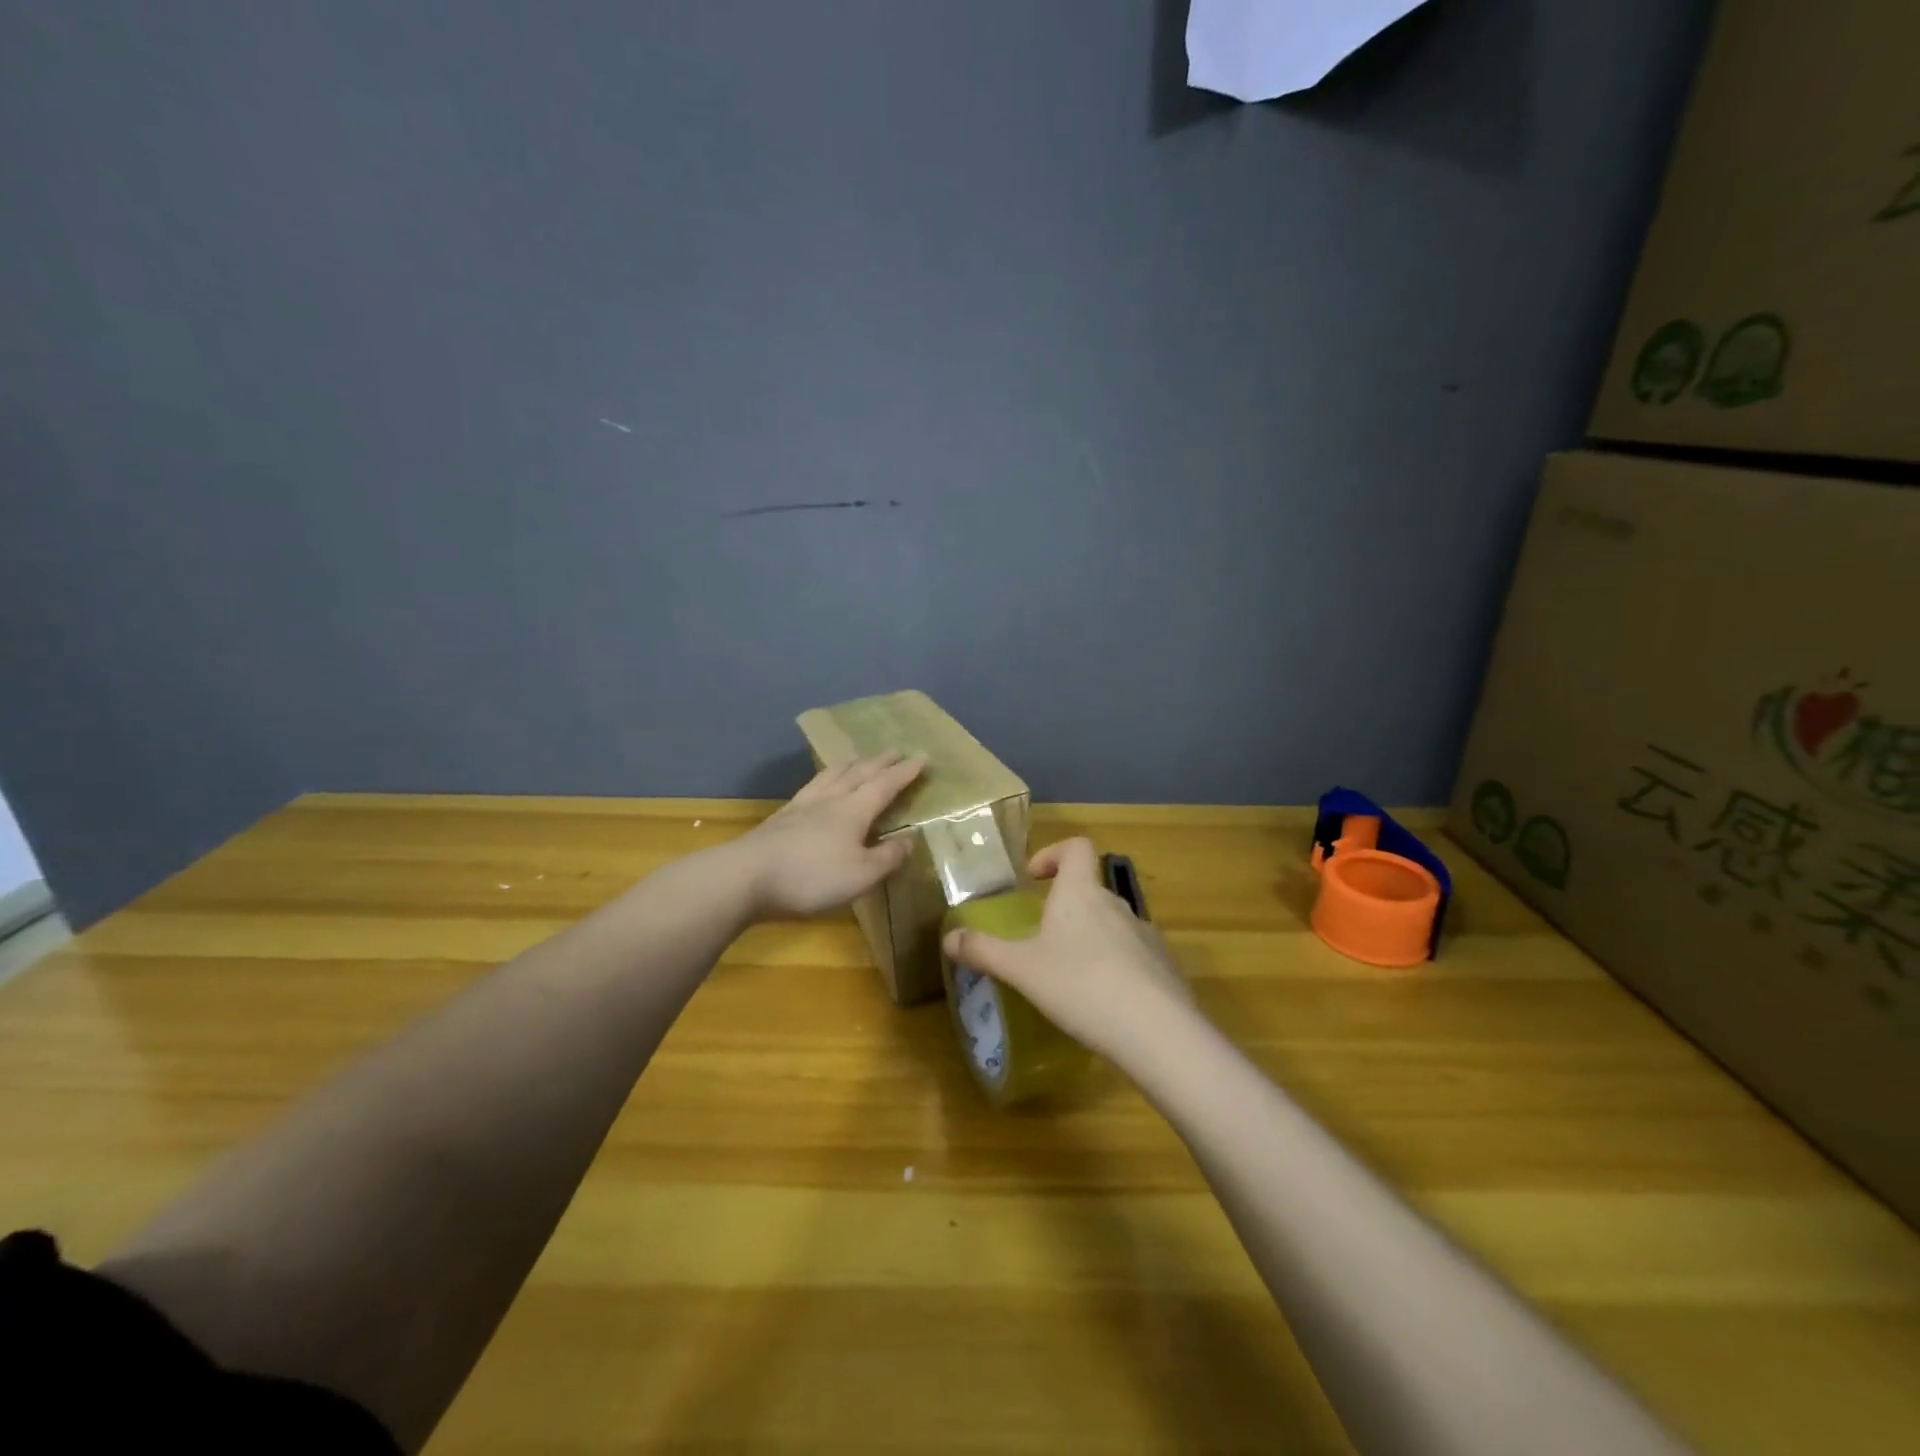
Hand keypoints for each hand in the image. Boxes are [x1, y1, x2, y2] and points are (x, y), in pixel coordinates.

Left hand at [734, 752, 926, 918]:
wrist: (746, 877)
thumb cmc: (811, 877)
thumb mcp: (861, 875)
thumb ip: (888, 857)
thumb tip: (910, 840)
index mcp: (854, 810)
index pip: (886, 785)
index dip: (905, 772)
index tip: (922, 757)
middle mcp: (830, 800)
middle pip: (859, 773)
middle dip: (880, 762)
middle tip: (895, 750)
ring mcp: (802, 806)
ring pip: (831, 776)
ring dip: (850, 765)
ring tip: (858, 759)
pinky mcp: (781, 817)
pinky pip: (811, 787)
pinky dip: (824, 779)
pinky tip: (819, 785)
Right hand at [941, 836, 1189, 1064]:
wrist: (1155, 1030)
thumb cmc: (1079, 985)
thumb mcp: (1021, 969)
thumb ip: (983, 951)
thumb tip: (949, 938)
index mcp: (1080, 893)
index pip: (1077, 847)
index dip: (1054, 853)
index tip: (1034, 879)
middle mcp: (1116, 904)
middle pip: (1091, 888)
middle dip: (1066, 907)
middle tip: (1041, 939)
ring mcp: (1145, 934)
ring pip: (1112, 924)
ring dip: (1090, 939)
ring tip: (1070, 976)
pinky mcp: (1164, 966)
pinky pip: (1134, 955)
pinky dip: (1116, 967)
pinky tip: (1103, 1002)